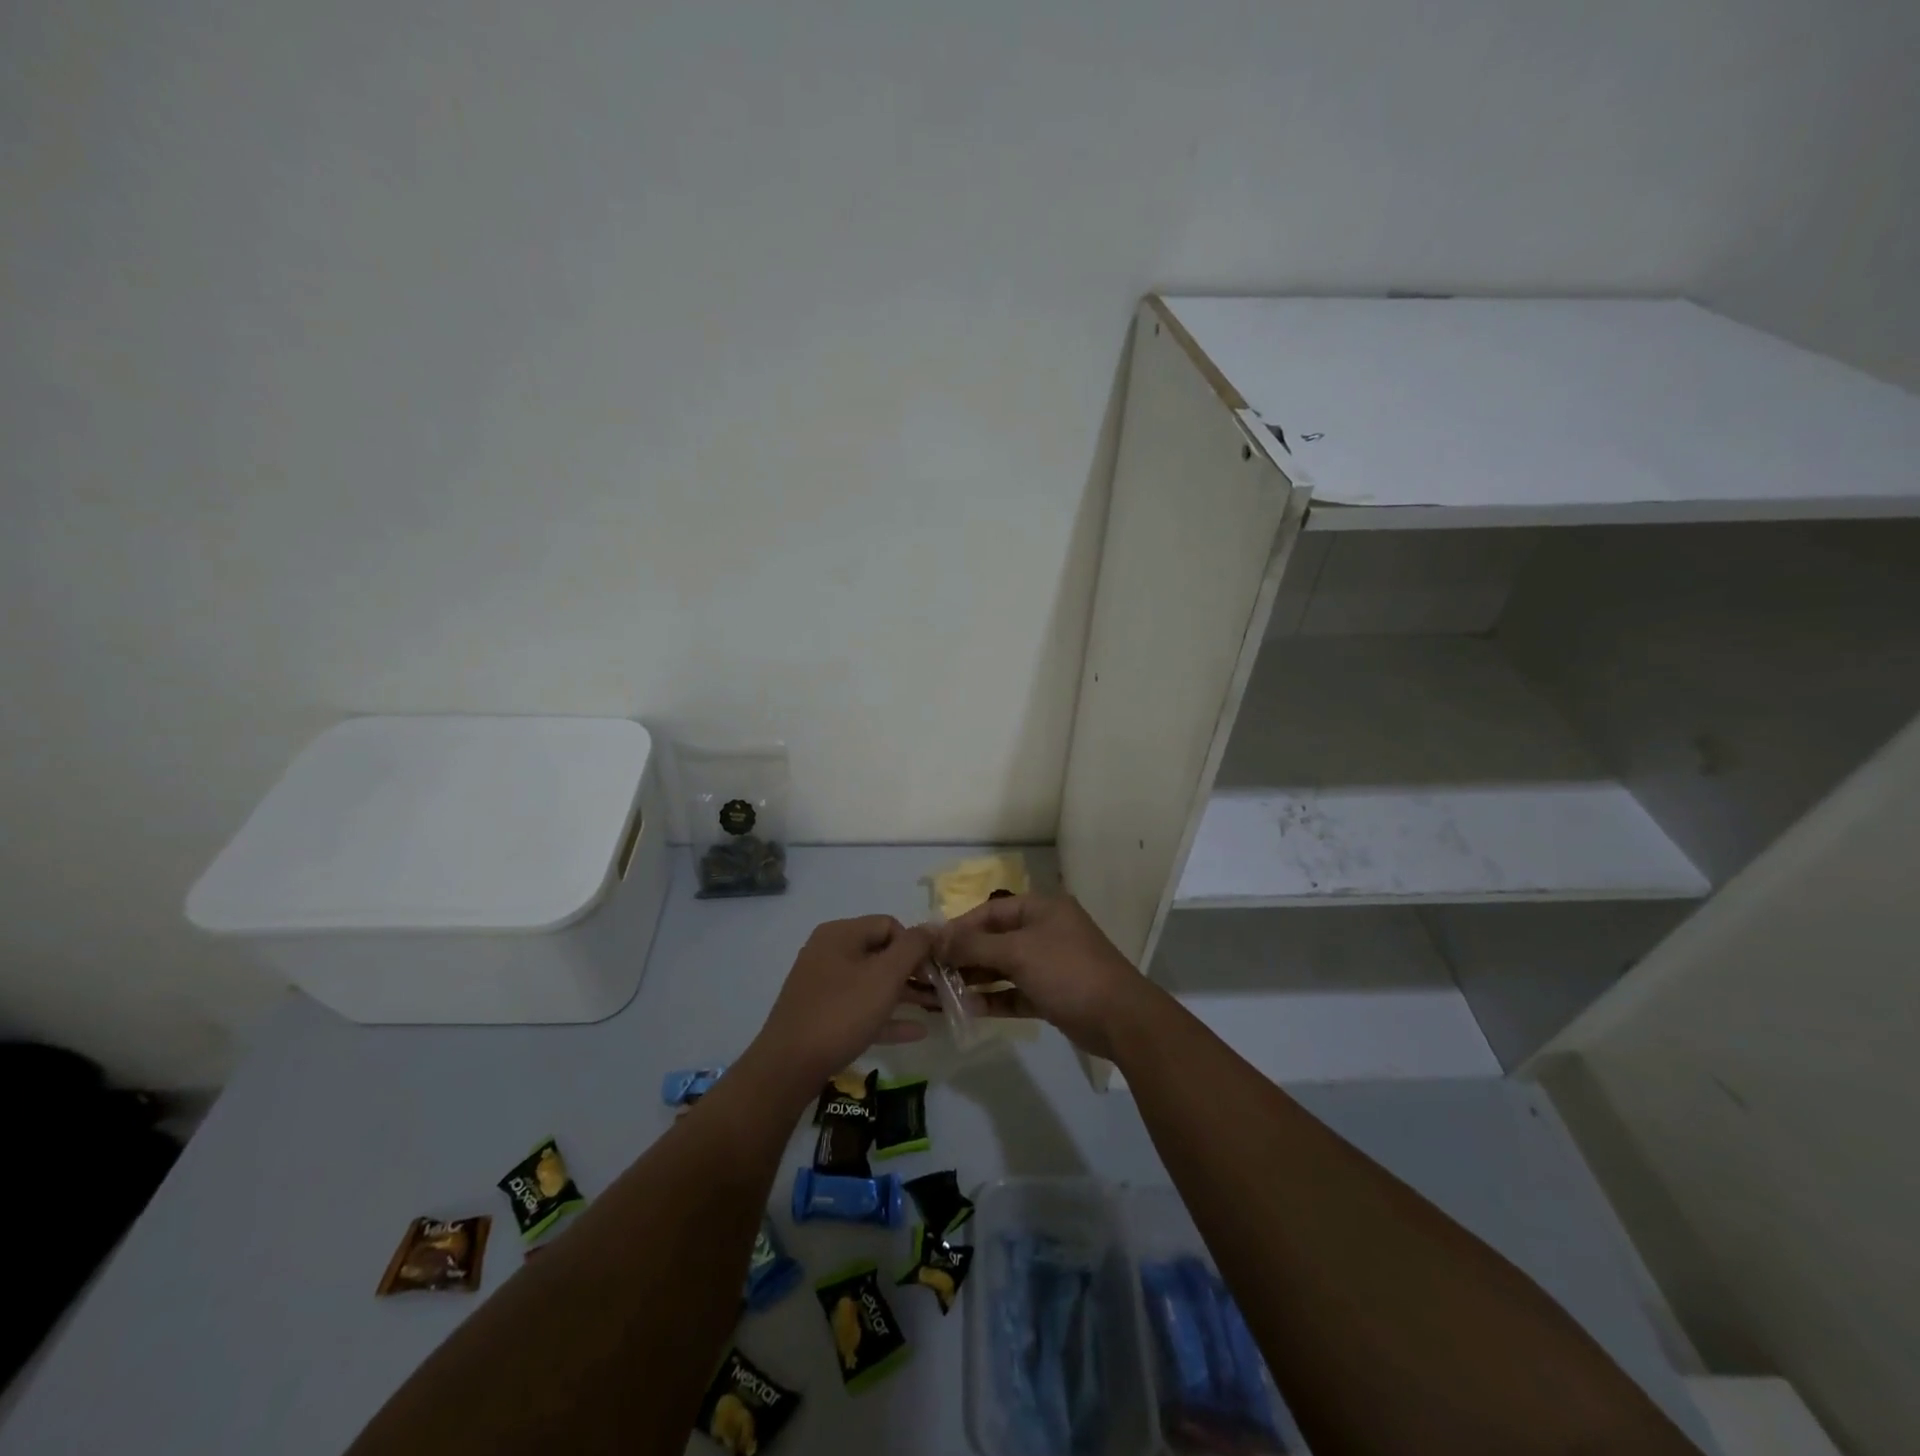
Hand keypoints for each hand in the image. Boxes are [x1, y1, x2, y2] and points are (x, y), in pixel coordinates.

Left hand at [741, 916, 932, 1106]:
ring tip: (935, 1009)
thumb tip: (934, 926)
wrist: (788, 1067)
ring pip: (872, 983)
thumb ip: (914, 947)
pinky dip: (886, 1015)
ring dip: (904, 994)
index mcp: (840, 934)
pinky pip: (861, 1008)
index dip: (915, 945)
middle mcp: (829, 952)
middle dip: (913, 971)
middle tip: (940, 990)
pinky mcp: (822, 1015)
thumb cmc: (842, 1012)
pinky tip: (915, 1032)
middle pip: (881, 953)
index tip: (934, 971)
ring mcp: (823, 985)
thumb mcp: (885, 976)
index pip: (889, 925)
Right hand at [928, 894, 1152, 1060]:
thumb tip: (937, 939)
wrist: (1120, 1018)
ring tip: (943, 993)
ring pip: (1004, 967)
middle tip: (932, 973)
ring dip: (976, 979)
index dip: (960, 926)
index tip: (931, 945)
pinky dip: (995, 999)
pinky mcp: (1052, 993)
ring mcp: (1050, 963)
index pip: (991, 911)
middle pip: (995, 939)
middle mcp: (1045, 931)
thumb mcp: (1017, 953)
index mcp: (1042, 909)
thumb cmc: (1067, 971)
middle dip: (965, 955)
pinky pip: (1015, 992)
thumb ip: (975, 946)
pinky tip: (970, 1009)